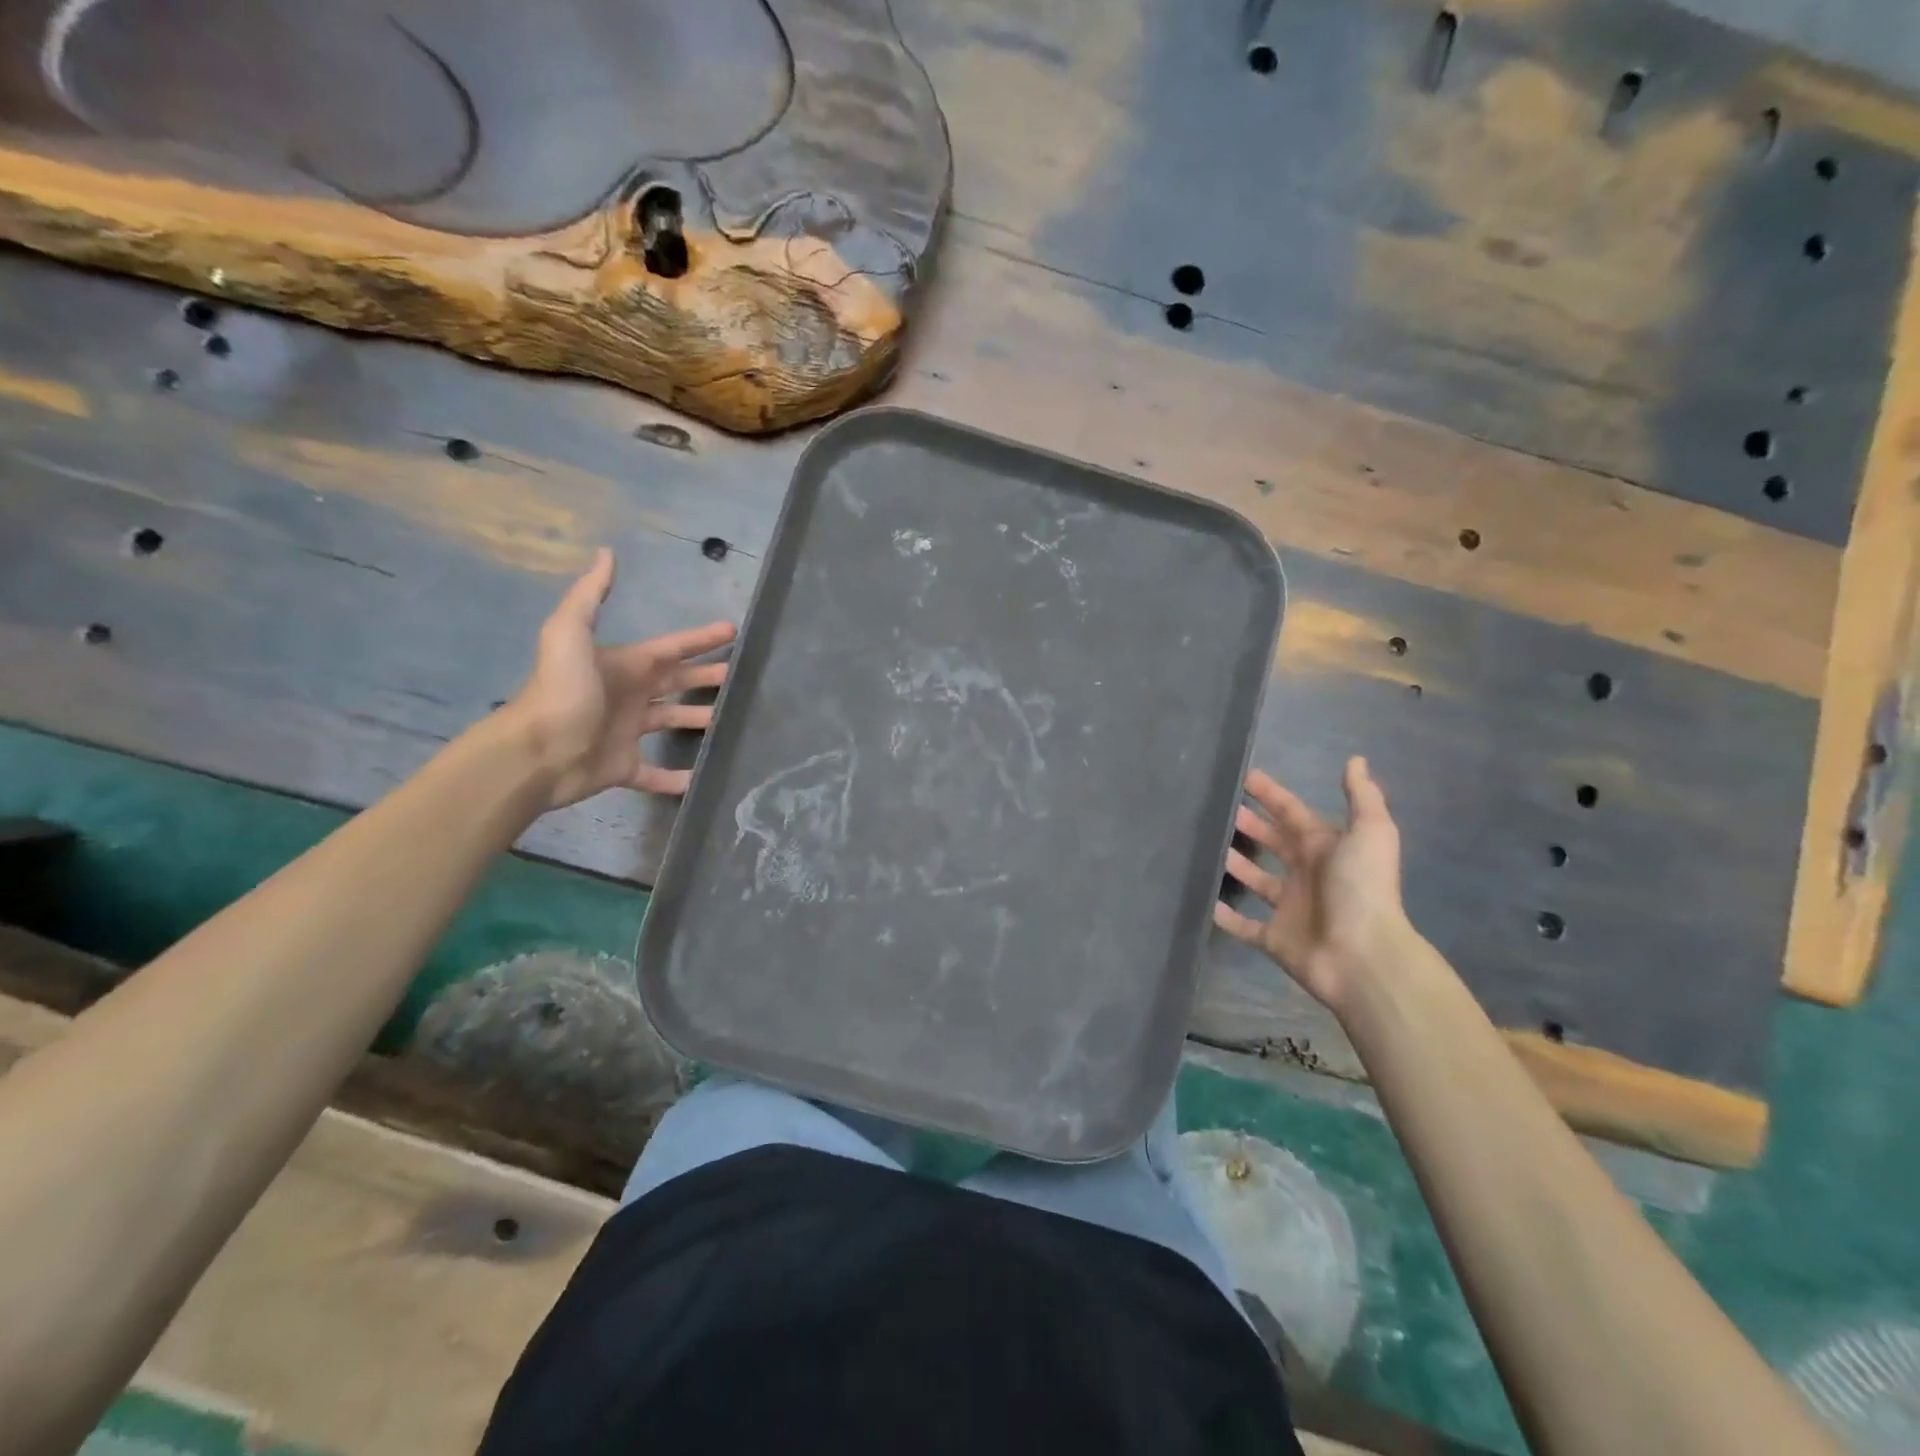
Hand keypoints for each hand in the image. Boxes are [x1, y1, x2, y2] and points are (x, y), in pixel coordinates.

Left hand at [499, 548, 735, 808]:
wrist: (535, 752)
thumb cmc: (561, 691)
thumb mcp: (570, 633)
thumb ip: (590, 595)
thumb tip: (606, 553)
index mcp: (624, 665)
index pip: (671, 649)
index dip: (700, 639)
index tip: (732, 630)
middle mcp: (629, 696)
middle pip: (677, 683)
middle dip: (706, 677)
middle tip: (739, 677)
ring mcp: (627, 733)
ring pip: (672, 723)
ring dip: (698, 721)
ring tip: (731, 722)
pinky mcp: (623, 768)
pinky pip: (656, 774)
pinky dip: (677, 779)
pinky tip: (701, 779)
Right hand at [1214, 757, 1409, 1015]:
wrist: (1363, 955)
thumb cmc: (1362, 888)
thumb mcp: (1370, 833)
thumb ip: (1362, 797)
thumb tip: (1356, 759)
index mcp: (1325, 848)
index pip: (1292, 814)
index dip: (1271, 795)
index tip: (1243, 776)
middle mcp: (1306, 874)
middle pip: (1272, 843)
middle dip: (1249, 824)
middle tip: (1217, 808)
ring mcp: (1289, 908)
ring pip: (1256, 879)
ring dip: (1235, 864)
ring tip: (1204, 846)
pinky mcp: (1273, 938)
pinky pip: (1243, 925)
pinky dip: (1225, 915)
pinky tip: (1203, 899)